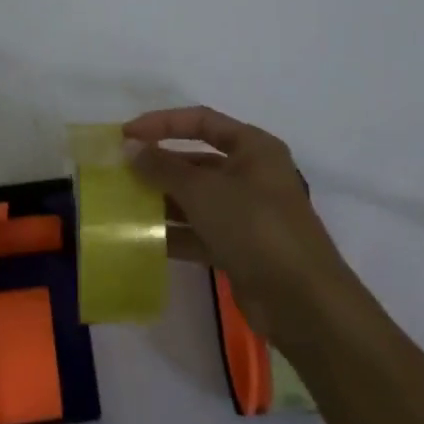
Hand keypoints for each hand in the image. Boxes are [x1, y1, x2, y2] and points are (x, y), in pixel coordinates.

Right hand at [128, 107, 360, 351]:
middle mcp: (252, 175)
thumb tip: (130, 149)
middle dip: (160, 165)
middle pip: (197, 160)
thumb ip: (163, 168)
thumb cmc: (255, 227)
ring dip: (163, 200)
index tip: (126, 135)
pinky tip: (143, 239)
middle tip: (121, 172)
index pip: (201, 121)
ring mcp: (247, 214)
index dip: (162, 123)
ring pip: (197, 198)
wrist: (303, 303)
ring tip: (124, 204)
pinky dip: (175, 233)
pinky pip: (200, 232)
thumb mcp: (204, 191)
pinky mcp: (241, 249)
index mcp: (253, 148)